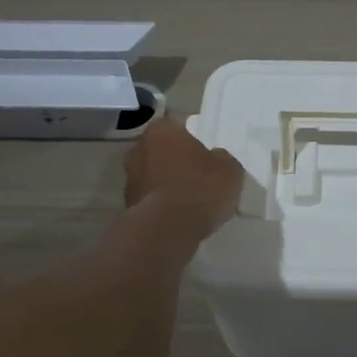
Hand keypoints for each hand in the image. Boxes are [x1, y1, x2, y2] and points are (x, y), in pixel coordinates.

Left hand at [123, 117, 245, 240]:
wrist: (167, 229)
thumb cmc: (200, 188)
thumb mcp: (229, 169)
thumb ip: (222, 158)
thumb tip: (216, 159)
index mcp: (161, 130)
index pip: (178, 127)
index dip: (193, 141)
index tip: (206, 155)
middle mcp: (138, 148)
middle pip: (162, 151)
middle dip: (176, 161)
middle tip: (198, 176)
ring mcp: (129, 178)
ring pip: (154, 175)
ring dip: (167, 184)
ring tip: (190, 201)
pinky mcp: (127, 205)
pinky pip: (151, 199)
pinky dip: (162, 204)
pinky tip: (179, 217)